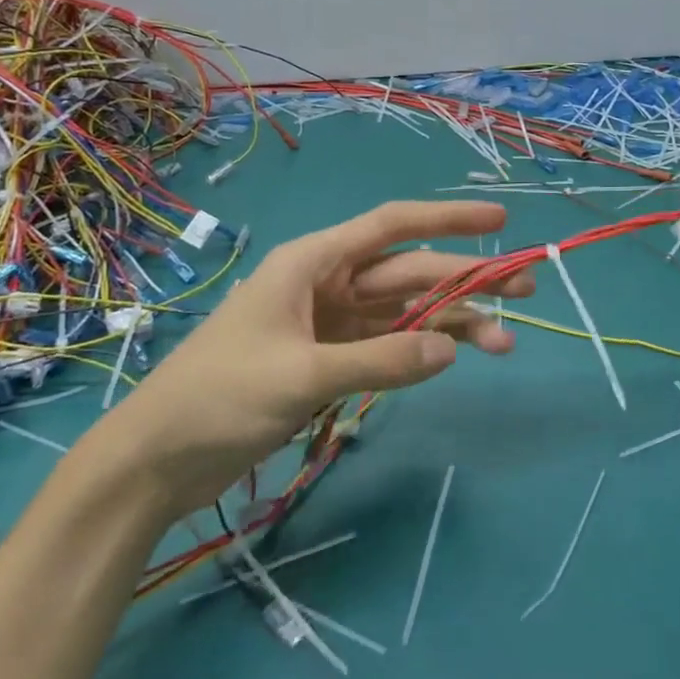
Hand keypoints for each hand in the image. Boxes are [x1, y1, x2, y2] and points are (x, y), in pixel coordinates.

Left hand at [106, 201, 531, 515]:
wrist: (155, 461)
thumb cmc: (219, 398)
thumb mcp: (302, 376)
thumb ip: (381, 359)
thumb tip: (451, 348)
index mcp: (313, 262)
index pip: (392, 226)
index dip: (448, 218)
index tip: (499, 217)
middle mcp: (326, 283)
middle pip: (408, 272)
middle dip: (465, 279)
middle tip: (524, 289)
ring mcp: (329, 323)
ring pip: (404, 311)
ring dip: (451, 322)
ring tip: (503, 340)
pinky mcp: (328, 360)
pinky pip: (387, 344)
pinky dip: (420, 348)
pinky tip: (454, 354)